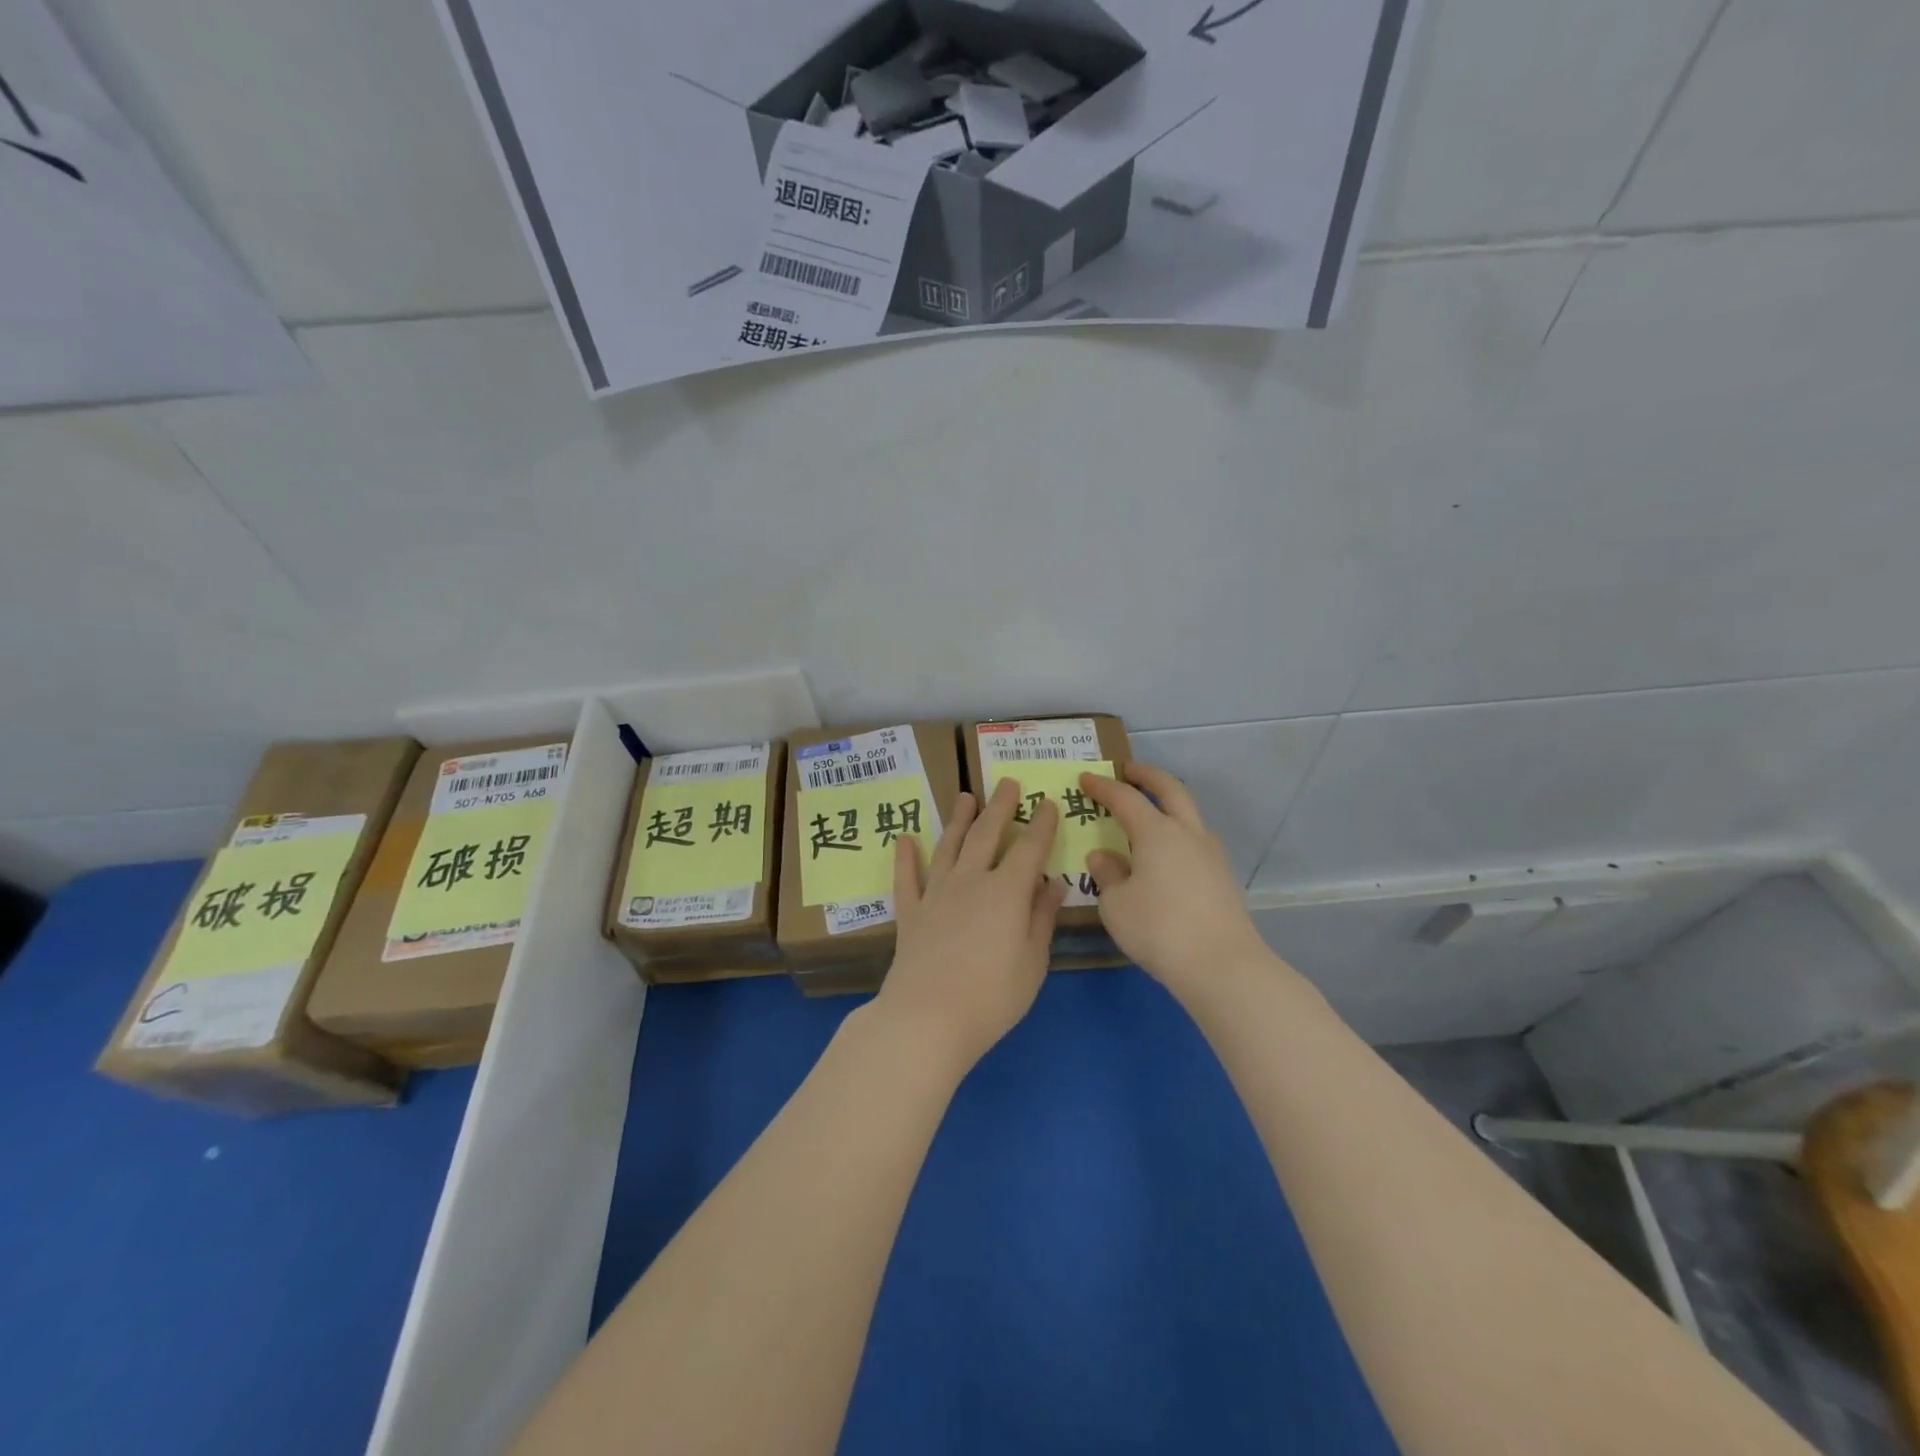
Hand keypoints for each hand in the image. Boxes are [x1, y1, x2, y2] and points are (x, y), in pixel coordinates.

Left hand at [871, 778, 1068, 1071]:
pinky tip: (905, 839)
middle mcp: (971, 880)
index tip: (1048, 802)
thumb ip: (1042, 917)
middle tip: (1006, 782)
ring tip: (965, 797)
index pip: (1029, 848)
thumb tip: (1052, 882)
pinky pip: (907, 878)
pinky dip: (906, 857)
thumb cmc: (992, 996)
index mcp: (1007, 891)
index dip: (1041, 824)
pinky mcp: (910, 912)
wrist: (928, 1018)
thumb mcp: (1033, 961)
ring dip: (958, 819)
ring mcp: (936, 893)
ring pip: (949, 846)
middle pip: (987, 834)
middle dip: (1000, 807)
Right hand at [1079, 763, 1268, 1000]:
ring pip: (1188, 815)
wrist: (1222, 966)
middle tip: (1127, 770)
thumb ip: (1107, 875)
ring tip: (1146, 815)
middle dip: (1147, 776)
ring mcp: (1211, 854)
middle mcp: (1187, 833)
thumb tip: (1103, 856)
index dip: (1104, 786)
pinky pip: (1195, 841)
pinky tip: (1164, 855)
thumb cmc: (1159, 929)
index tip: (1085, 778)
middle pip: (1170, 790)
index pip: (1126, 798)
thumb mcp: (1116, 904)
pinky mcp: (1222, 877)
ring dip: (1167, 805)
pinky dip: (1176, 834)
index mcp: (1157, 832)